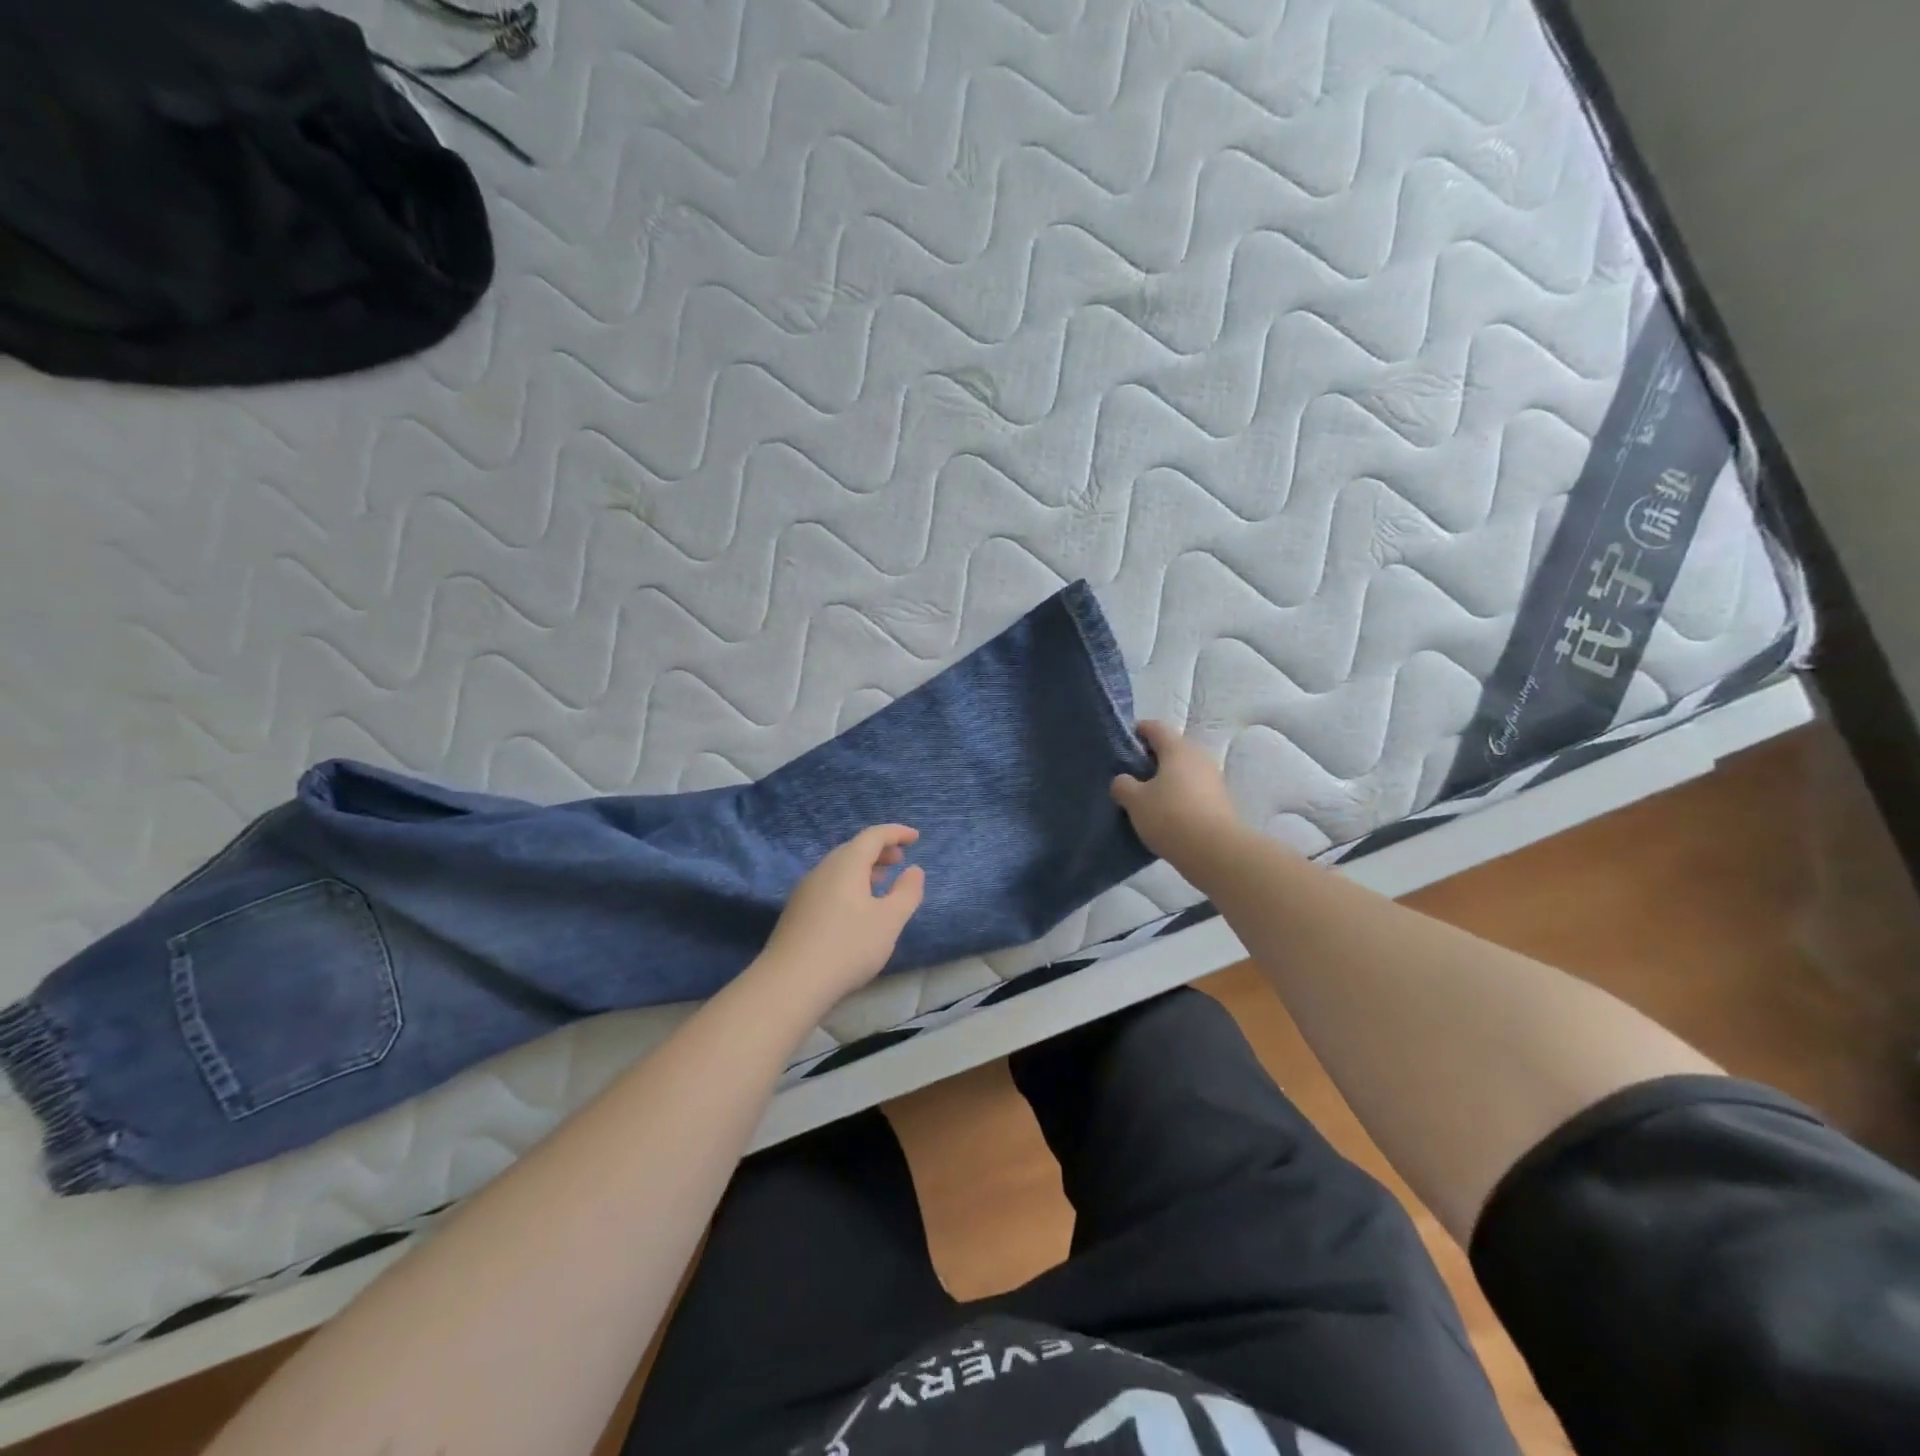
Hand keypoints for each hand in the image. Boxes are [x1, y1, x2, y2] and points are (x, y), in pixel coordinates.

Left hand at [759, 825, 925, 1006]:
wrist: (790, 982)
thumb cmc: (848, 946)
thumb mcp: (889, 921)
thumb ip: (906, 892)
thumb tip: (914, 870)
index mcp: (846, 864)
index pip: (873, 836)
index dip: (896, 833)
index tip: (915, 837)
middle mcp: (823, 870)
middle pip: (853, 849)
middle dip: (880, 851)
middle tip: (900, 860)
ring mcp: (806, 890)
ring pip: (839, 868)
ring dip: (863, 869)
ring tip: (881, 882)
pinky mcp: (797, 911)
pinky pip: (829, 885)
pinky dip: (849, 884)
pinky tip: (856, 908)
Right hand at [1111, 721, 1242, 867]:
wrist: (1216, 852)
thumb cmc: (1170, 817)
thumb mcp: (1135, 801)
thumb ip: (1123, 785)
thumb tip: (1124, 781)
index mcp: (1177, 749)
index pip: (1155, 727)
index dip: (1138, 731)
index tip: (1123, 745)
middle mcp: (1199, 757)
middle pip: (1172, 749)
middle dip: (1151, 759)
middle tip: (1131, 775)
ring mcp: (1213, 779)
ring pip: (1183, 771)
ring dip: (1166, 779)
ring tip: (1146, 798)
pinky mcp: (1220, 802)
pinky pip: (1193, 790)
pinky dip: (1179, 796)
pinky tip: (1166, 815)